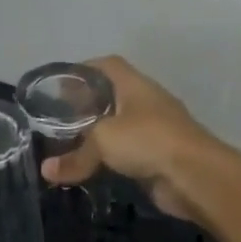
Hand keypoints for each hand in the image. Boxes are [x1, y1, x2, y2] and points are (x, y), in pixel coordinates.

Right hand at [38, 56, 220, 220]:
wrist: (194, 175)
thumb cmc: (148, 141)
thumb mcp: (103, 142)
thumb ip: (74, 156)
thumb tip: (46, 170)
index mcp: (134, 86)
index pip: (106, 66)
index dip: (82, 71)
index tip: (58, 86)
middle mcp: (146, 103)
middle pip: (111, 97)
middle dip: (85, 107)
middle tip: (58, 121)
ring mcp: (155, 130)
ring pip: (119, 128)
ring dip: (98, 137)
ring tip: (70, 147)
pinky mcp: (158, 157)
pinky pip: (127, 154)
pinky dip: (110, 160)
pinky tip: (92, 169)